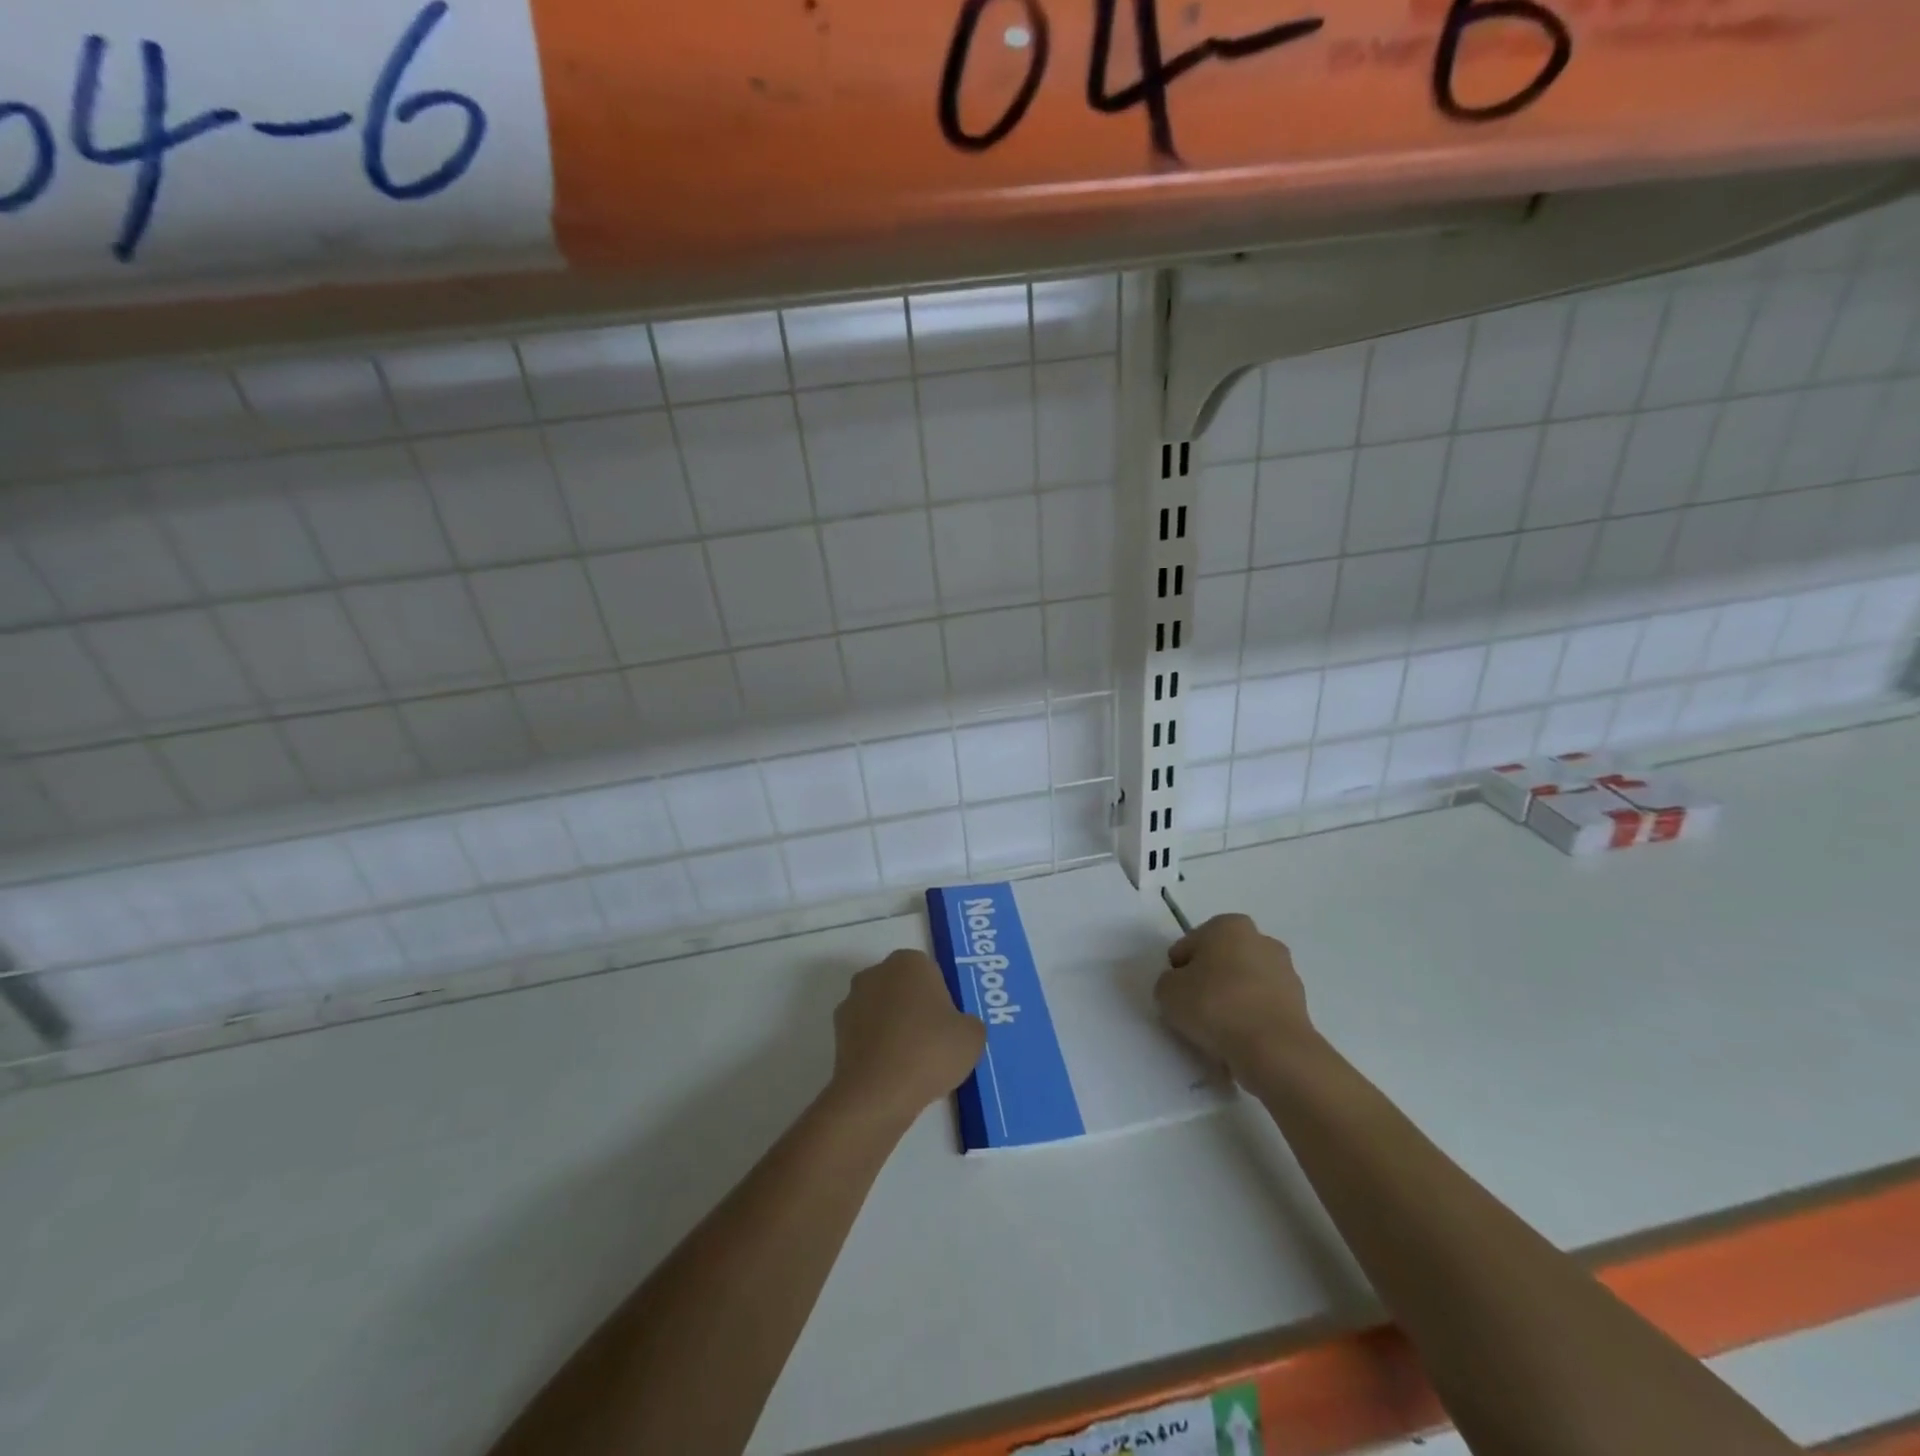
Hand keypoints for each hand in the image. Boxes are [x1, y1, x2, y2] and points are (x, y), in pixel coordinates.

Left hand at [829, 950, 985, 1124]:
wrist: (878, 1093)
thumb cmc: (930, 1051)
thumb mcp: (973, 1036)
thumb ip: (968, 1023)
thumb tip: (957, 1028)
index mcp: (909, 962)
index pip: (932, 975)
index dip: (943, 1002)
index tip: (949, 1028)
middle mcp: (876, 972)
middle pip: (904, 989)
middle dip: (916, 1011)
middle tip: (934, 1045)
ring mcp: (852, 1001)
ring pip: (883, 1012)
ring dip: (894, 1029)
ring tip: (912, 1065)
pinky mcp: (837, 1032)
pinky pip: (867, 1035)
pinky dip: (877, 1048)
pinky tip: (891, 1074)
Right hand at [1155, 914, 1314, 1077]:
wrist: (1273, 1049)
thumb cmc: (1215, 1006)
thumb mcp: (1167, 991)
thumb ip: (1169, 982)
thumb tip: (1181, 987)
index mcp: (1228, 925)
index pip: (1189, 946)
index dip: (1178, 971)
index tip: (1177, 995)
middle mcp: (1261, 939)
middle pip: (1220, 961)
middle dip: (1208, 981)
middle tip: (1195, 1011)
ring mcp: (1285, 971)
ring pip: (1243, 984)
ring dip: (1231, 1000)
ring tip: (1219, 1031)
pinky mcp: (1300, 1003)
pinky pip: (1262, 1007)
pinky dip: (1250, 1019)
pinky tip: (1241, 1040)